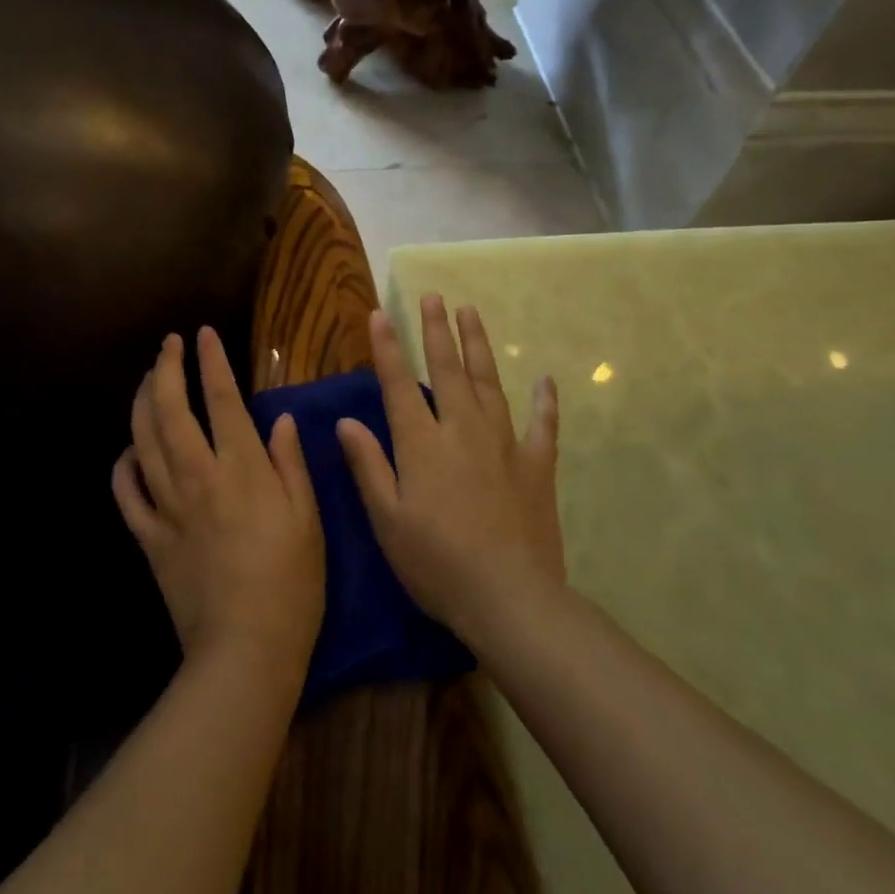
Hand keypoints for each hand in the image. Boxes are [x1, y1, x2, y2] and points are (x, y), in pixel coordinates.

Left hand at [112, 328, 325, 669]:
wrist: (245, 649)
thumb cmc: (291, 584)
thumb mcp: (307, 519)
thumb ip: (291, 464)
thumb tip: (279, 419)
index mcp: (242, 471)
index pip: (222, 400)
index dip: (211, 363)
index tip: (204, 335)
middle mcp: (198, 478)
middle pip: (171, 411)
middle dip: (166, 370)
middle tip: (168, 345)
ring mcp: (168, 507)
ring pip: (143, 442)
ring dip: (142, 404)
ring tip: (148, 380)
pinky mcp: (150, 538)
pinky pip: (126, 493)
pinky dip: (123, 466)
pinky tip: (129, 451)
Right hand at [337, 296, 563, 637]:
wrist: (509, 597)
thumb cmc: (436, 562)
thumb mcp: (388, 519)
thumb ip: (368, 465)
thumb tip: (348, 420)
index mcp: (422, 444)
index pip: (399, 384)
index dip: (388, 347)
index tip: (381, 313)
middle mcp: (462, 430)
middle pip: (448, 370)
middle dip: (437, 330)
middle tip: (434, 296)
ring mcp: (504, 444)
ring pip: (490, 383)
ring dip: (479, 346)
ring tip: (472, 313)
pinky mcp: (537, 465)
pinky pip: (542, 424)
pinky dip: (545, 401)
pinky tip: (546, 380)